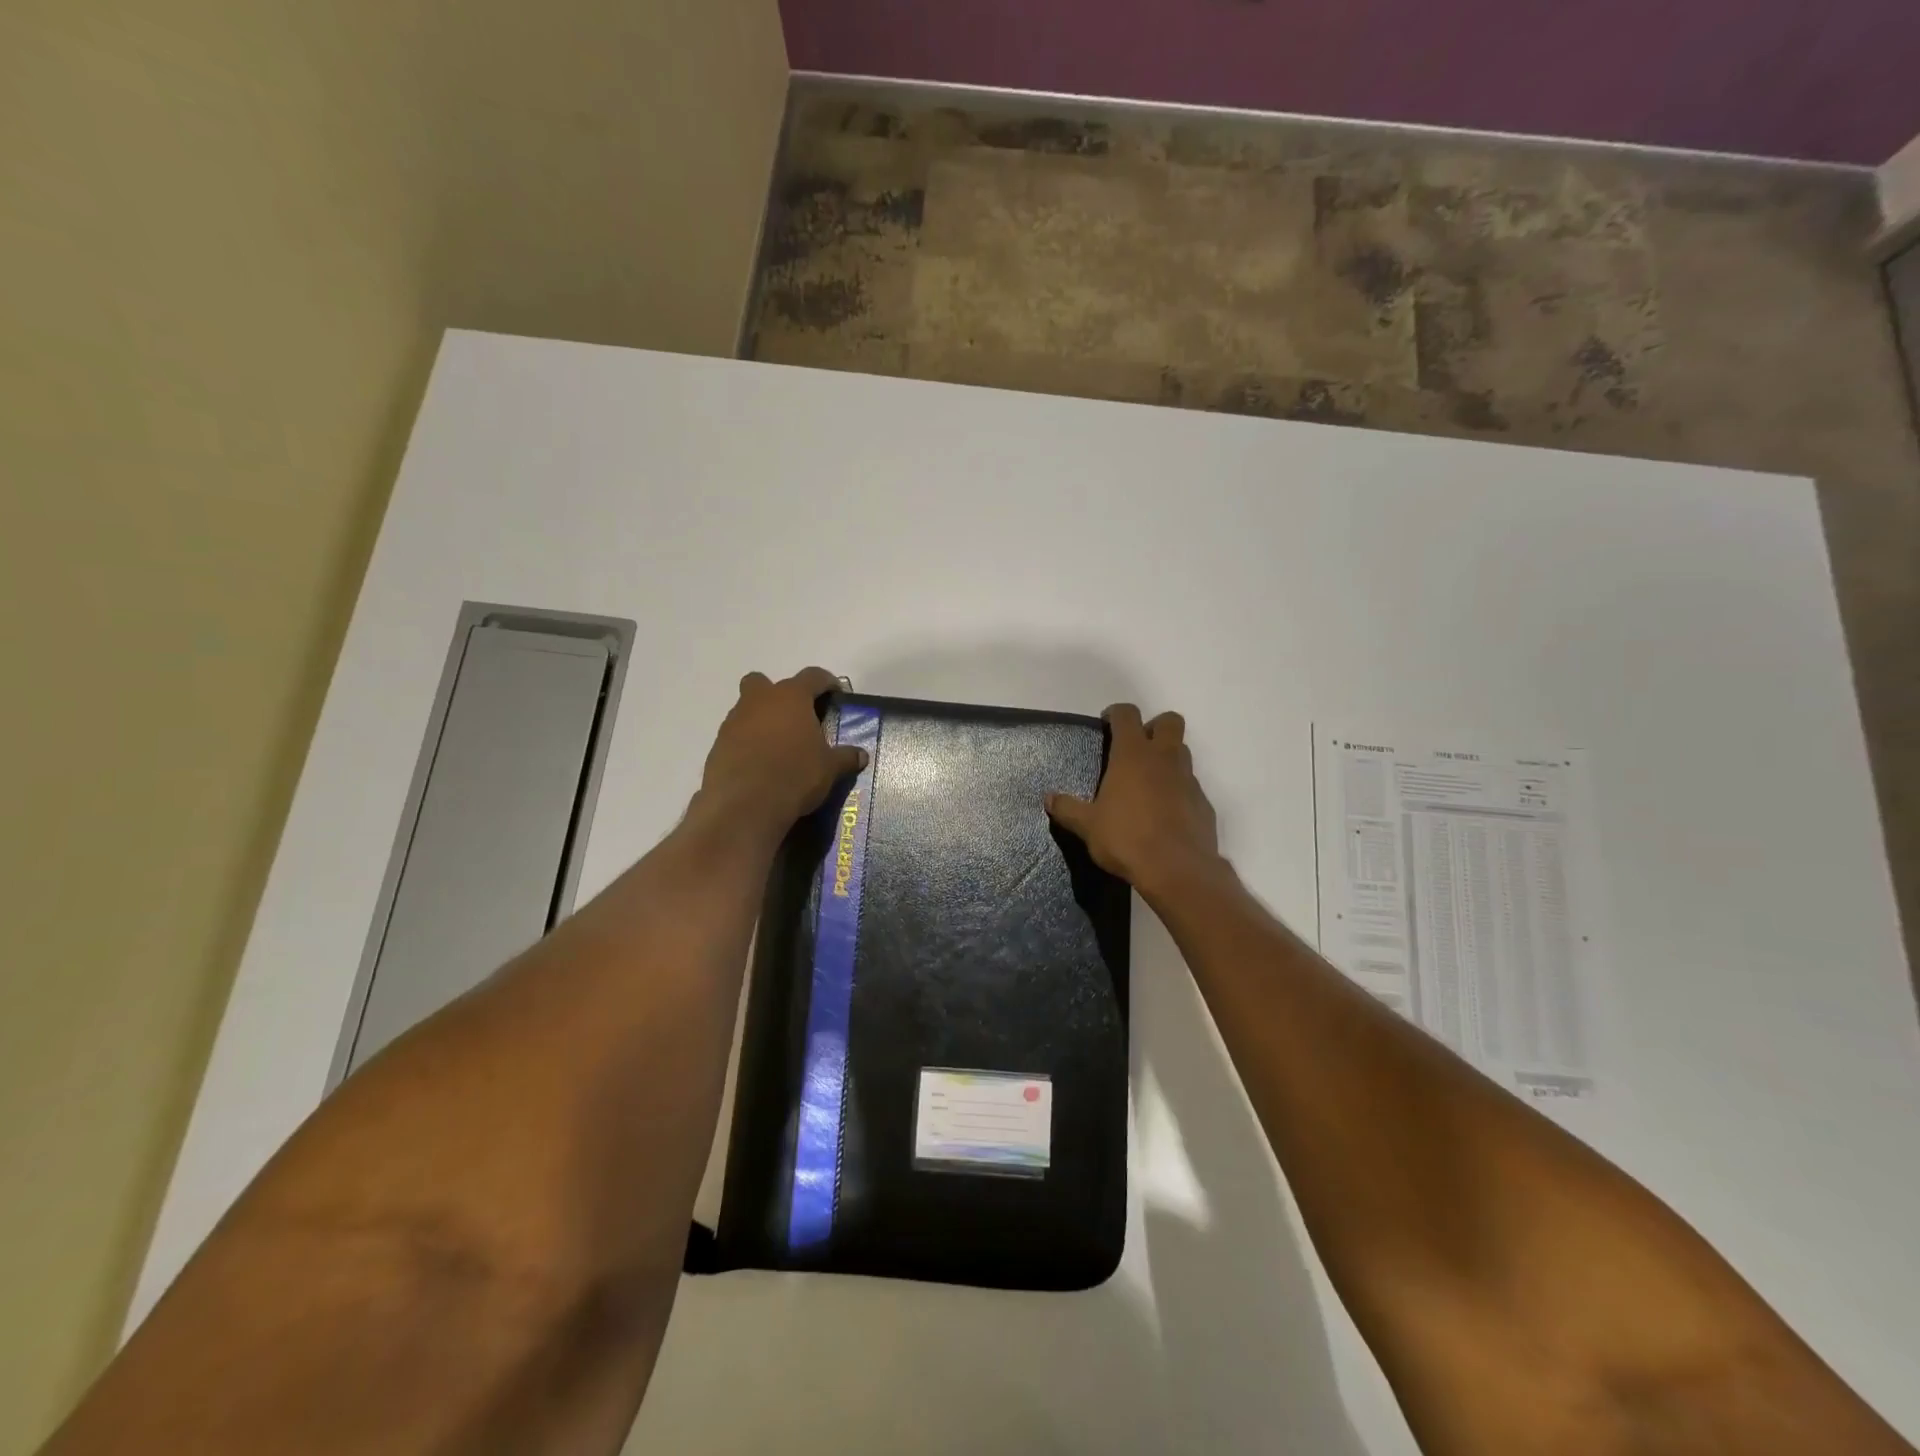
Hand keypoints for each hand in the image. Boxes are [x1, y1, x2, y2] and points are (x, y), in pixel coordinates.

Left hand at [698, 667, 866, 832]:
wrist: (745, 805)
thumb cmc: (795, 775)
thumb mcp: (829, 768)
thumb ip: (845, 757)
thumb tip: (861, 755)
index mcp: (791, 697)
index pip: (812, 676)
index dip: (826, 682)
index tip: (836, 695)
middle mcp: (759, 700)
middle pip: (764, 682)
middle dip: (779, 694)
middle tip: (796, 718)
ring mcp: (734, 721)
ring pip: (747, 708)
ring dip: (762, 720)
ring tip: (779, 747)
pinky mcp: (718, 745)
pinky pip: (736, 735)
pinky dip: (747, 743)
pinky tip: (760, 765)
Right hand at [1046, 705, 1225, 901]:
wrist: (1178, 869)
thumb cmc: (1126, 838)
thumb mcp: (1088, 826)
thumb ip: (1068, 809)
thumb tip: (1049, 798)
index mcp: (1133, 755)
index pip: (1127, 715)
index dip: (1116, 714)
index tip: (1107, 724)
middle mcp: (1164, 758)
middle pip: (1169, 721)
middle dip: (1154, 726)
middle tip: (1136, 748)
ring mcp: (1189, 779)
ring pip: (1182, 752)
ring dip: (1167, 758)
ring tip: (1147, 782)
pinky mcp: (1203, 803)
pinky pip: (1190, 785)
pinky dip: (1178, 790)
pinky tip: (1165, 813)